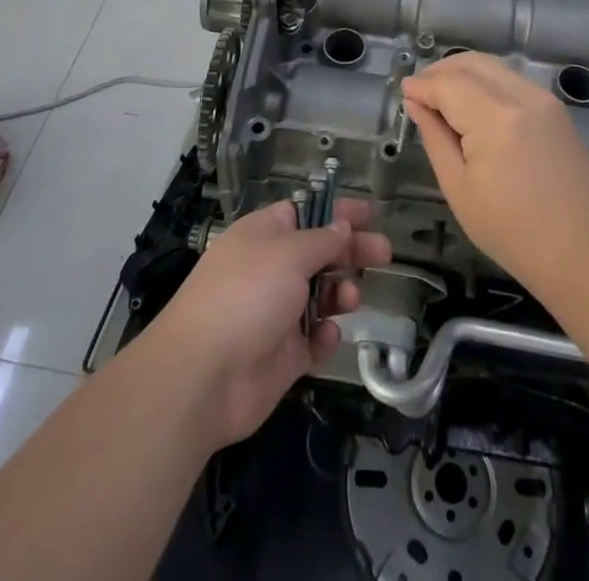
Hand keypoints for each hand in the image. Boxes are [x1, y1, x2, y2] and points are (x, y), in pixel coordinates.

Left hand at [147, 198, 390, 449]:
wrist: (204, 377)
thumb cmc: (246, 296)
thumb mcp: (288, 254)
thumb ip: (321, 240)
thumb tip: (341, 227)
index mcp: (264, 236)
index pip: (306, 214)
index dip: (337, 212)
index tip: (369, 214)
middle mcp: (270, 270)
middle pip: (319, 253)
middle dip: (351, 252)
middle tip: (384, 253)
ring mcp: (276, 314)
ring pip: (321, 296)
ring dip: (341, 293)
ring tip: (350, 299)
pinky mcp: (282, 356)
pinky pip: (314, 340)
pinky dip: (325, 336)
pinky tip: (327, 336)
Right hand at [403, 53, 588, 292]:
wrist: (583, 249)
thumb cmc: (513, 231)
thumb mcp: (459, 189)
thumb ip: (435, 138)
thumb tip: (417, 103)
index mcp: (495, 119)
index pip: (448, 85)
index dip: (422, 85)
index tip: (404, 93)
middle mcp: (520, 96)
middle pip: (471, 63)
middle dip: (440, 71)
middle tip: (419, 91)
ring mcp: (542, 98)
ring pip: (492, 66)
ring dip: (462, 72)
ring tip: (441, 97)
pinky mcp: (554, 106)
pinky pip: (510, 79)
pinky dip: (485, 81)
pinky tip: (472, 104)